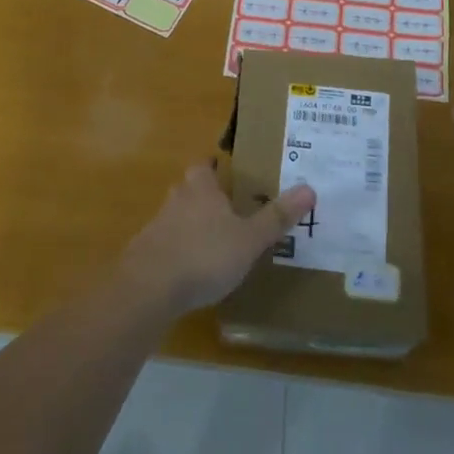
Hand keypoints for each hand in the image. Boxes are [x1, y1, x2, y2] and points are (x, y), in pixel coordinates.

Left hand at [119, 162, 315, 315]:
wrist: (149, 287)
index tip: (223, 167)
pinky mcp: (144, 254)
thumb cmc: (205, 255)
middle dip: (203, 194)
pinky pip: (164, 244)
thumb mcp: (249, 239)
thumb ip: (276, 217)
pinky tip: (189, 268)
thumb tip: (309, 188)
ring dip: (189, 223)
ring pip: (175, 216)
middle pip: (188, 188)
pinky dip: (177, 250)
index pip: (204, 166)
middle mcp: (177, 201)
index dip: (213, 165)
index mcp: (201, 189)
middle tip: (224, 205)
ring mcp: (156, 227)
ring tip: (211, 239)